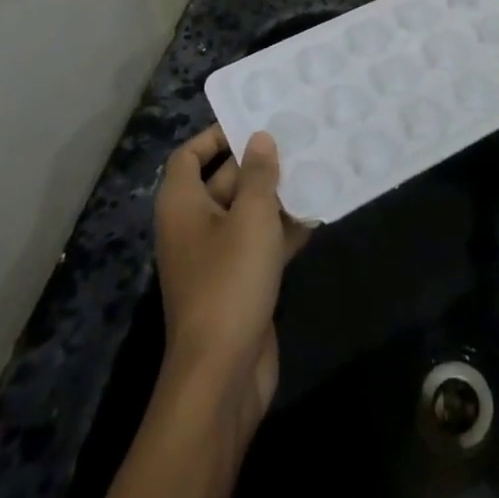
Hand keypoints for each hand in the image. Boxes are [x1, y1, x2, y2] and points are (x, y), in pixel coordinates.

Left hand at [154, 126, 310, 435]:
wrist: (222, 376)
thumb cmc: (229, 282)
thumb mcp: (251, 217)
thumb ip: (259, 174)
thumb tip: (259, 138)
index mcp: (182, 205)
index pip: (189, 156)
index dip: (215, 135)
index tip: (252, 122)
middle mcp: (193, 227)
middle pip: (223, 181)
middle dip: (257, 163)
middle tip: (297, 139)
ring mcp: (215, 259)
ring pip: (246, 213)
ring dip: (276, 196)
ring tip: (314, 169)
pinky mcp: (238, 285)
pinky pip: (259, 244)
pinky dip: (283, 231)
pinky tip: (316, 216)